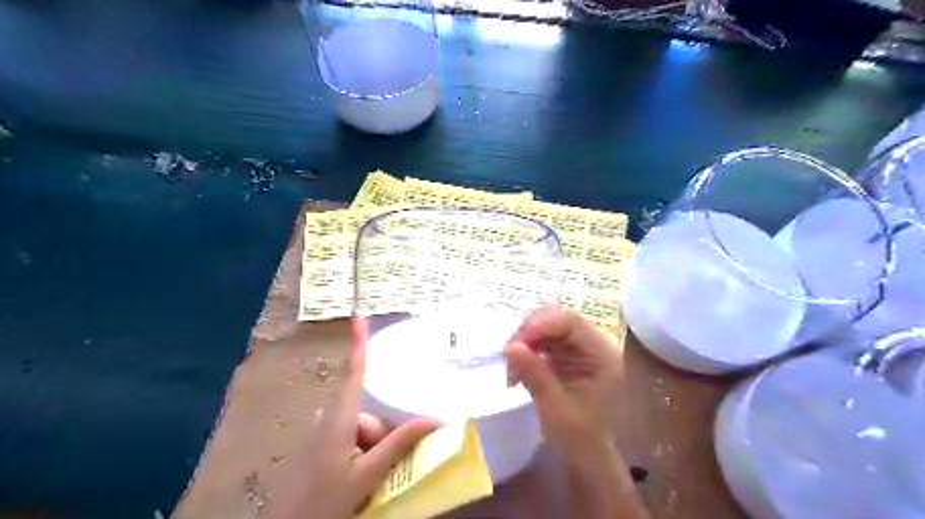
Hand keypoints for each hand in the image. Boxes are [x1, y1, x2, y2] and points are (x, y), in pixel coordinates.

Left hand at [261, 316, 436, 518]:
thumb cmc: (324, 502)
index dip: (358, 342)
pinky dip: (364, 451)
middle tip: (386, 466)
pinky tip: (362, 477)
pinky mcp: (321, 445)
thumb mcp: (368, 475)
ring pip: (362, 427)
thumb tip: (435, 419)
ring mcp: (323, 432)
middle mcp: (330, 417)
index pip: (354, 371)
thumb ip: (399, 444)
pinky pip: (352, 437)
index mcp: (340, 417)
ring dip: (375, 446)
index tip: (358, 314)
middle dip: (384, 432)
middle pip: (368, 409)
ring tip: (373, 478)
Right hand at [504, 308, 645, 518]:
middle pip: (556, 320)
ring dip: (523, 343)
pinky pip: (540, 341)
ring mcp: (577, 348)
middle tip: (508, 356)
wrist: (584, 455)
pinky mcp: (564, 354)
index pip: (572, 322)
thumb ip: (534, 373)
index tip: (516, 343)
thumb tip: (509, 347)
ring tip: (511, 371)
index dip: (542, 324)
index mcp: (602, 354)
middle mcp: (592, 344)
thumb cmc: (577, 435)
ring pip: (545, 328)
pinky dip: (525, 352)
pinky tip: (516, 372)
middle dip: (529, 334)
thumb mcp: (554, 405)